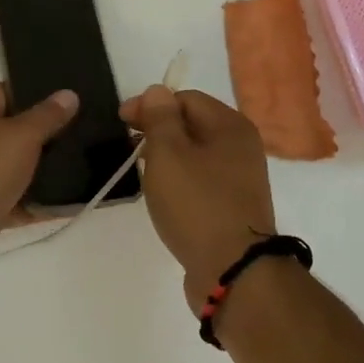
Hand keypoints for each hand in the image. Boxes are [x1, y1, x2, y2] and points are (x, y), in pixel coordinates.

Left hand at [0, 83, 78, 241]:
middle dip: (41, 136)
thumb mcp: (23, 135)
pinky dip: (31, 201)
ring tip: (74, 169)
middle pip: (10, 130)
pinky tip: (62, 204)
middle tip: (75, 137)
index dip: (38, 97)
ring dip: (38, 171)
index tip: (67, 106)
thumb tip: (69, 94)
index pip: (8, 92)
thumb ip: (47, 116)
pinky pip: (10, 197)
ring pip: (11, 166)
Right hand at [121, 86, 276, 299]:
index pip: (186, 98)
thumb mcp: (169, 154)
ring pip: (197, 154)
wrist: (234, 271)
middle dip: (159, 130)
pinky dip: (181, 179)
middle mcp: (242, 146)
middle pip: (194, 124)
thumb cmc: (197, 204)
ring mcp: (241, 178)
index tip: (122, 121)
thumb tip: (157, 91)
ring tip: (143, 171)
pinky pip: (203, 180)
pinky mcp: (234, 206)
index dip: (151, 104)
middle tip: (129, 146)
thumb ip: (160, 117)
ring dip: (169, 156)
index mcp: (231, 125)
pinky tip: (166, 195)